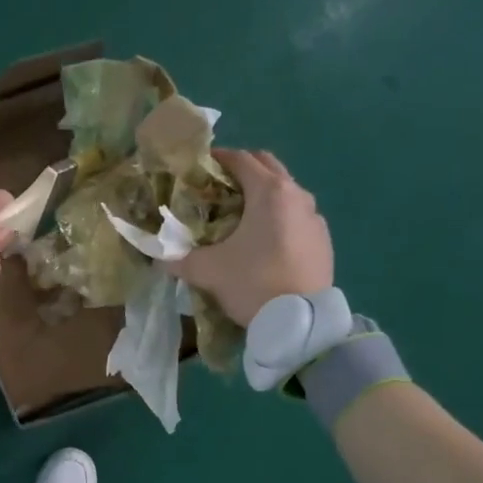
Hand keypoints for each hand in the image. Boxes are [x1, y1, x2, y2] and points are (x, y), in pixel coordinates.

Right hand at [174, 149, 332, 326]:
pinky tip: (265, 241)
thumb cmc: (253, 283)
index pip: (240, 159)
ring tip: (240, 216)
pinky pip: (298, 217)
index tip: (198, 169)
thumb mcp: (208, 271)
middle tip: (218, 189)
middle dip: (242, 171)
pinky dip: (279, 218)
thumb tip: (159, 258)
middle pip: (267, 166)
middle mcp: (297, 195)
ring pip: (285, 192)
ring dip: (263, 194)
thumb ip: (180, 260)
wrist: (300, 322)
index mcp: (269, 192)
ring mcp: (315, 217)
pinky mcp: (323, 240)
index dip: (217, 159)